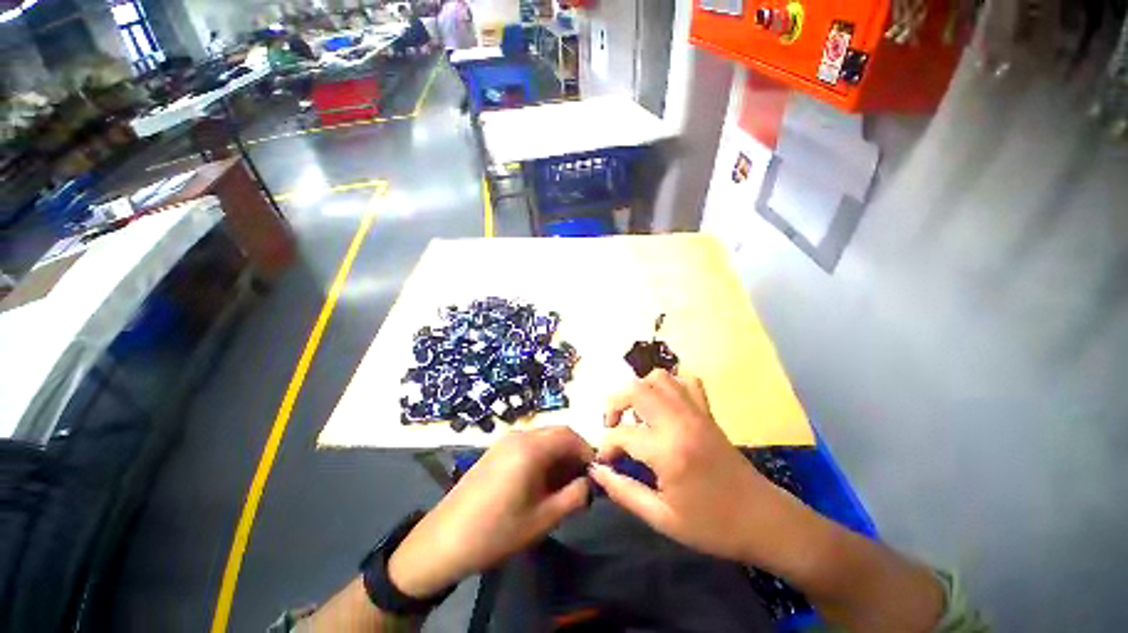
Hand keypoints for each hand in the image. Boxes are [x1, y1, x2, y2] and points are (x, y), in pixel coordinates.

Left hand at [389, 427, 592, 597]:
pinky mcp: (495, 450)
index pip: (569, 435)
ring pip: (542, 438)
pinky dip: (542, 457)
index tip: (595, 472)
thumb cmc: (497, 531)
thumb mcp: (543, 518)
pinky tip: (540, 482)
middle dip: (573, 453)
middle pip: (556, 433)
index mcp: (530, 447)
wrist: (444, 540)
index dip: (586, 451)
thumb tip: (590, 483)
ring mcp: (504, 441)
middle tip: (581, 480)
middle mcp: (519, 436)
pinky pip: (527, 445)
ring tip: (562, 484)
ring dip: (557, 455)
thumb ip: (574, 496)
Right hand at [589, 369, 781, 561]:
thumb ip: (623, 491)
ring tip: (637, 415)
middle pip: (635, 390)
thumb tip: (596, 470)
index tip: (605, 461)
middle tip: (613, 427)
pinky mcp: (707, 412)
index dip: (606, 446)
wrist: (764, 521)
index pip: (621, 434)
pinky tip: (664, 406)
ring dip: (639, 390)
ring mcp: (696, 412)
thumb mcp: (662, 519)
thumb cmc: (712, 526)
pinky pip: (686, 382)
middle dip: (614, 404)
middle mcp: (680, 422)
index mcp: (668, 451)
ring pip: (659, 378)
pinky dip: (669, 386)